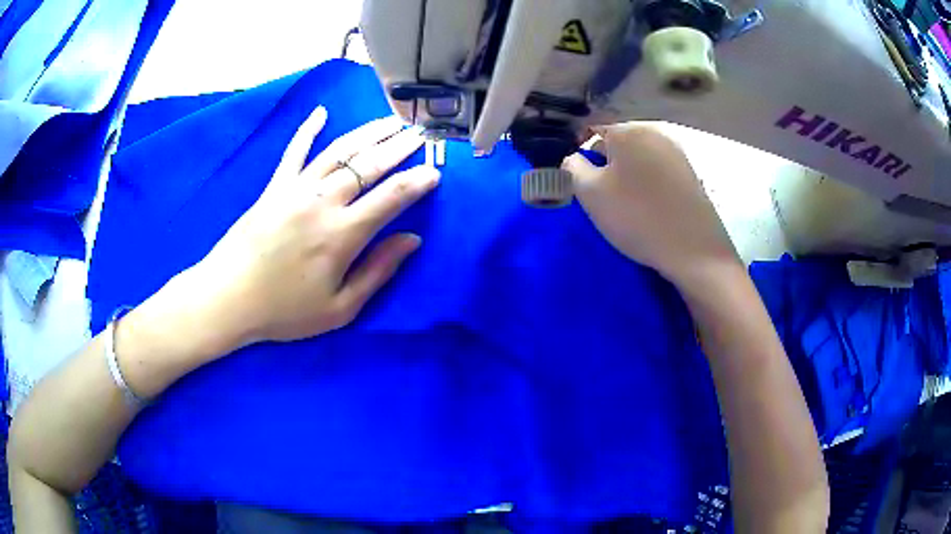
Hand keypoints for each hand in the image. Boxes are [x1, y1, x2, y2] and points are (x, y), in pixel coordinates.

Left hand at [191, 107, 438, 349]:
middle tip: (420, 133)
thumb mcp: (339, 309)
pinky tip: (321, 112)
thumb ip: (377, 272)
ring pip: (339, 151)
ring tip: (391, 120)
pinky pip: (294, 152)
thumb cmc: (284, 311)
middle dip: (399, 147)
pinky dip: (308, 130)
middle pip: (369, 166)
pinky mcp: (274, 187)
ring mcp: (295, 189)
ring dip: (368, 133)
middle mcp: (322, 202)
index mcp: (342, 235)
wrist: (228, 298)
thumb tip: (412, 240)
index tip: (435, 172)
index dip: (417, 182)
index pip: (391, 198)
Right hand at [563, 122, 737, 288]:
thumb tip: (575, 158)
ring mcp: (678, 153)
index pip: (593, 131)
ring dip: (629, 176)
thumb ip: (572, 168)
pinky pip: (659, 172)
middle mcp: (655, 133)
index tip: (582, 183)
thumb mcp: (590, 193)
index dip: (582, 155)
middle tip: (604, 198)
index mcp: (628, 130)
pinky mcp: (691, 175)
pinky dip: (650, 185)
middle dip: (607, 165)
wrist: (693, 249)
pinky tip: (652, 209)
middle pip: (619, 144)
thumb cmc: (636, 217)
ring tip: (629, 207)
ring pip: (640, 159)